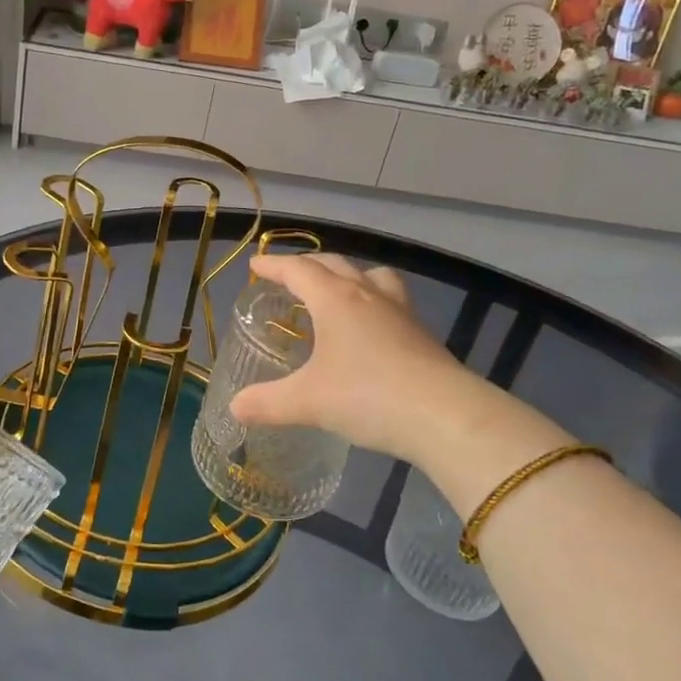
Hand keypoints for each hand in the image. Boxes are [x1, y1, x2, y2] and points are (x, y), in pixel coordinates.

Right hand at [229, 254, 574, 509]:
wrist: (445, 417)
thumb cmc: (367, 396)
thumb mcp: (307, 402)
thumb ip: (268, 403)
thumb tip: (235, 408)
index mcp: (334, 299)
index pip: (298, 270)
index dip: (273, 266)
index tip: (255, 267)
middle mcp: (367, 295)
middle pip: (334, 264)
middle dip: (308, 266)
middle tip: (290, 277)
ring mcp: (400, 312)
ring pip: (372, 276)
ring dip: (349, 276)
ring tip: (337, 292)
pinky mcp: (422, 334)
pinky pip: (392, 301)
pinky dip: (374, 302)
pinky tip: (371, 329)